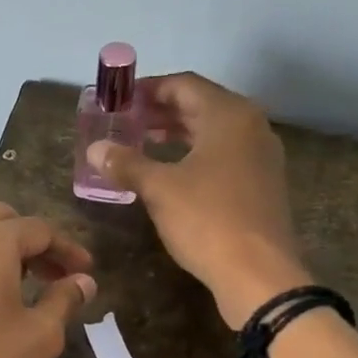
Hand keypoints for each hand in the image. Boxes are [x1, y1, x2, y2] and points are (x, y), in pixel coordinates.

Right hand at [88, 73, 309, 327]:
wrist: (258, 272)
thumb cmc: (207, 220)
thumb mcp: (159, 189)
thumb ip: (126, 163)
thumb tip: (95, 149)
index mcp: (229, 115)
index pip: (184, 85)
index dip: (149, 89)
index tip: (120, 100)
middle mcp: (251, 126)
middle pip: (201, 106)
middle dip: (161, 112)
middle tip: (126, 123)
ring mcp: (261, 157)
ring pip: (213, 133)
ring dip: (178, 135)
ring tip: (143, 145)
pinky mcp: (262, 184)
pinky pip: (224, 156)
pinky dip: (195, 156)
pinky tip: (172, 175)